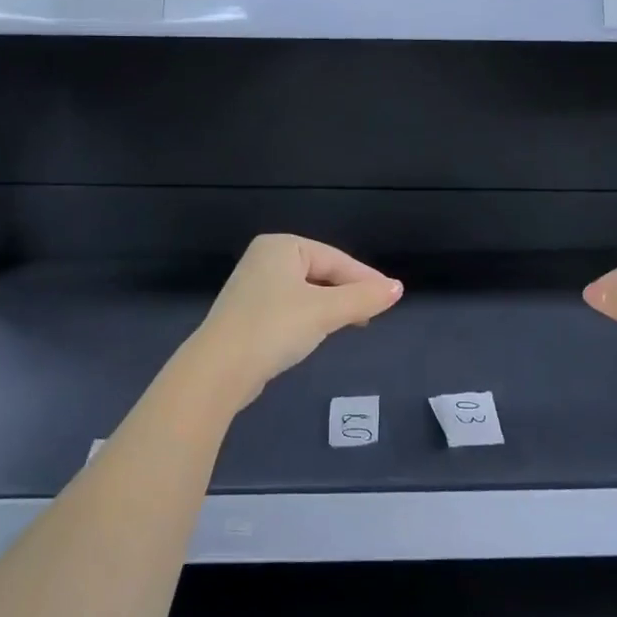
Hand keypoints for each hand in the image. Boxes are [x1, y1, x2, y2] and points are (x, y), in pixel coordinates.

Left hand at [181, 235, 402, 406]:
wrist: (219, 370)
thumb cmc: (275, 327)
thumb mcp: (325, 311)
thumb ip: (363, 298)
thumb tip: (397, 288)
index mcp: (281, 246)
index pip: (335, 258)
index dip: (365, 278)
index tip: (391, 296)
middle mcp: (265, 259)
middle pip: (321, 272)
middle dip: (348, 292)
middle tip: (374, 312)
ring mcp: (253, 286)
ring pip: (306, 291)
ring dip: (331, 306)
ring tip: (354, 323)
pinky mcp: (247, 314)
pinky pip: (290, 307)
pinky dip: (310, 317)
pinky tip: (319, 332)